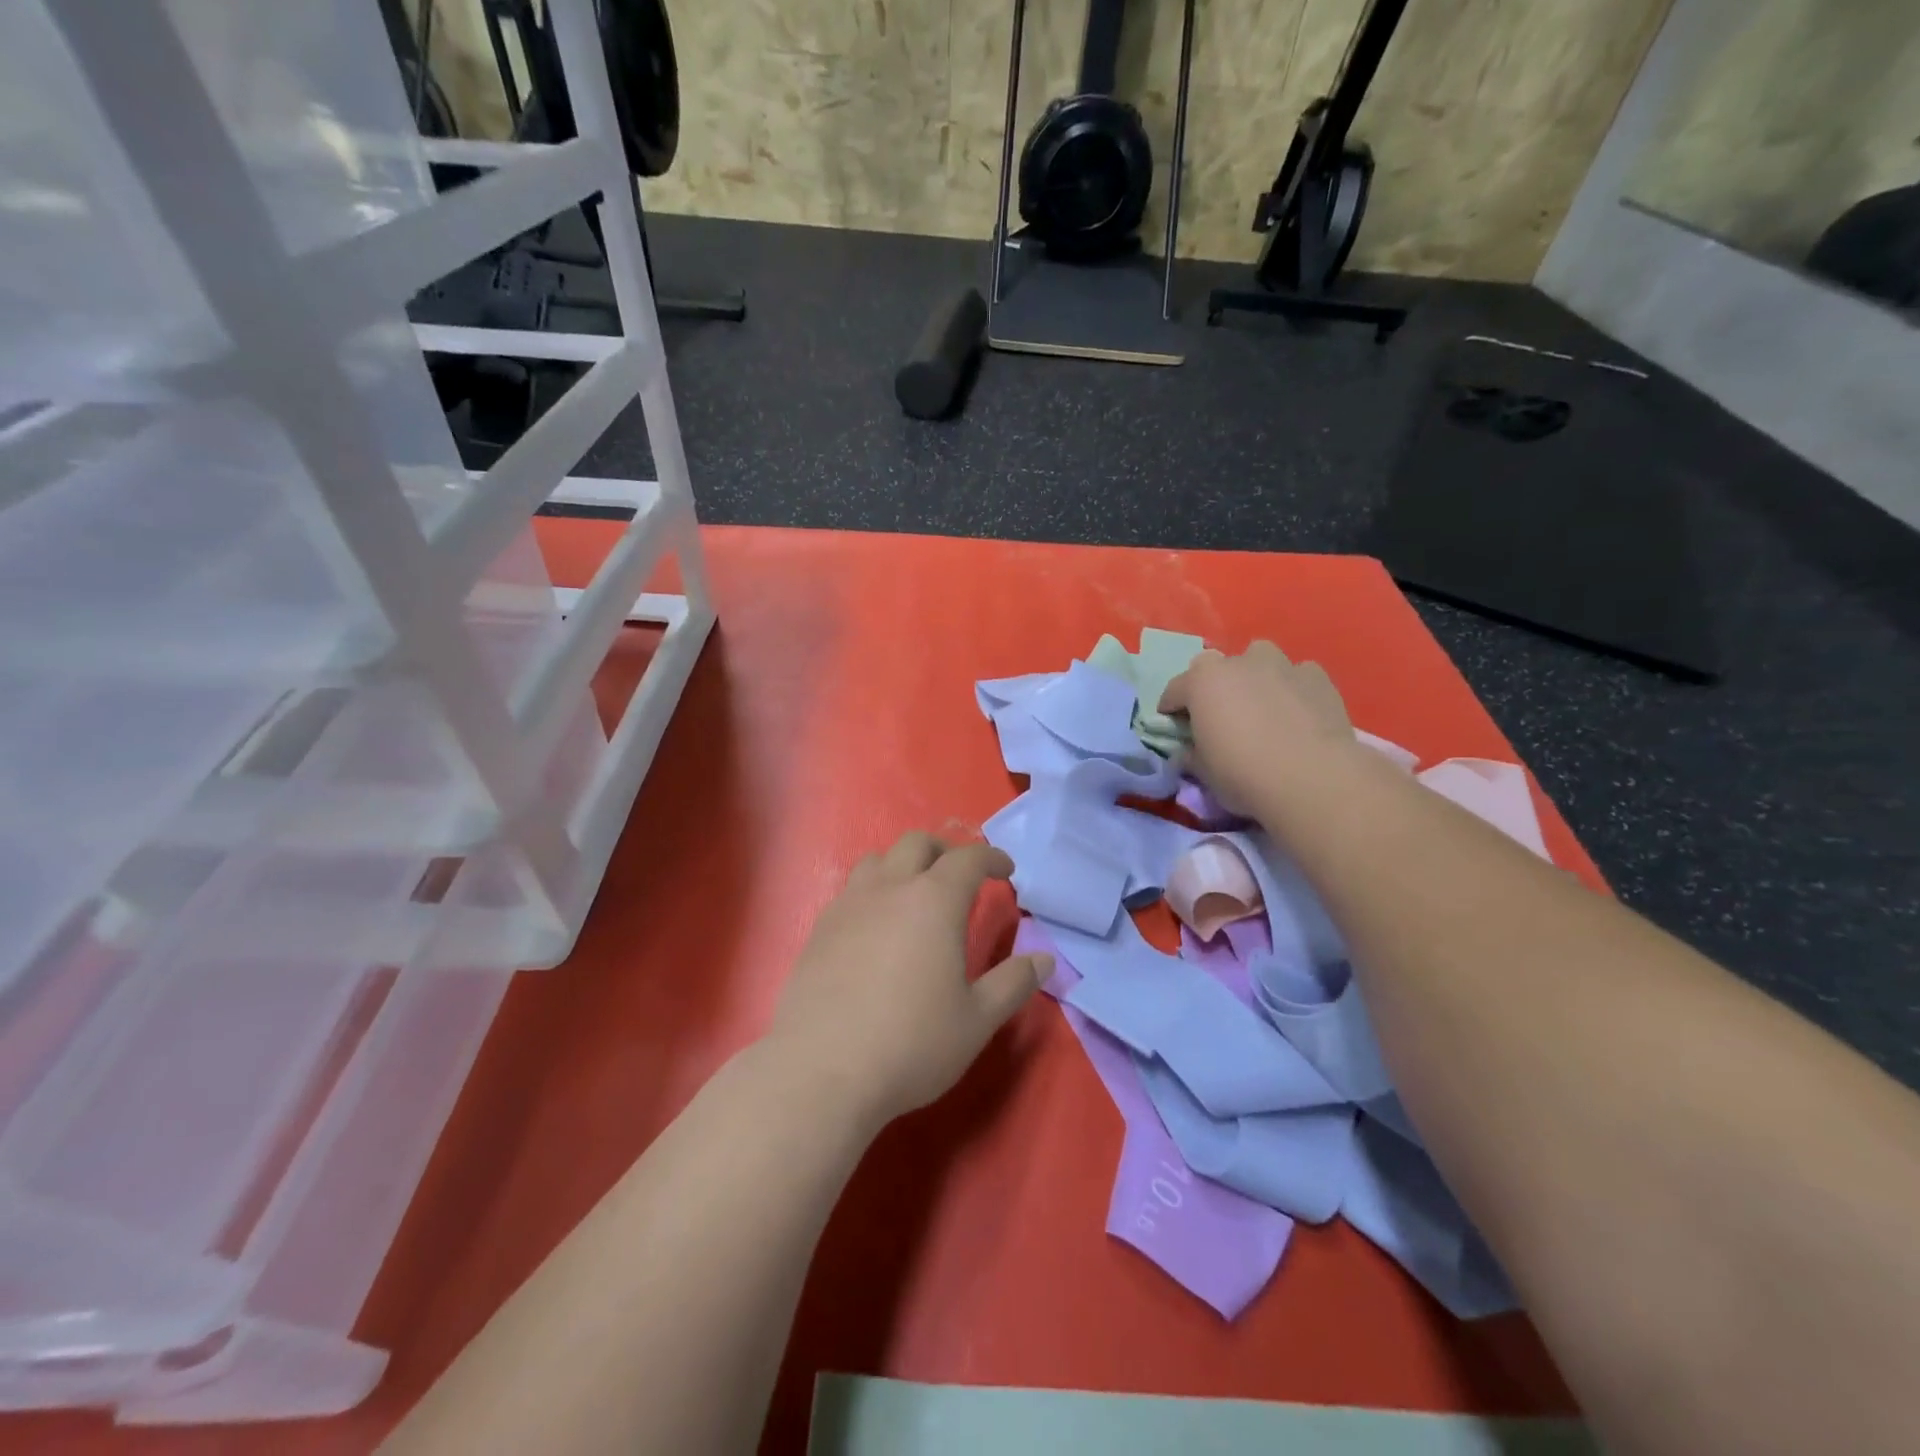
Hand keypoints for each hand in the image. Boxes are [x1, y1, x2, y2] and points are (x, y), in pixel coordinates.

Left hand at [768, 833, 1052, 1130]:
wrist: (821, 1070)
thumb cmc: (911, 1043)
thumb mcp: (977, 1020)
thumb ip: (1014, 983)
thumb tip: (1045, 959)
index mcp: (934, 901)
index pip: (968, 858)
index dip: (991, 858)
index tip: (1006, 870)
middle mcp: (890, 889)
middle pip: (918, 843)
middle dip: (945, 850)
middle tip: (961, 876)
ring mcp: (849, 905)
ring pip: (878, 859)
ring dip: (904, 864)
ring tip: (915, 893)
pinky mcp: (820, 928)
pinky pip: (851, 889)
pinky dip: (873, 890)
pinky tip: (877, 925)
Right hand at [1158, 641, 1355, 814]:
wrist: (1312, 778)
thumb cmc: (1243, 774)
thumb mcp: (1203, 772)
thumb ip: (1191, 755)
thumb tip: (1187, 753)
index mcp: (1202, 682)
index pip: (1174, 690)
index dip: (1171, 709)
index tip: (1174, 727)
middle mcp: (1239, 663)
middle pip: (1215, 666)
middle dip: (1213, 686)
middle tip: (1219, 716)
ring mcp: (1281, 666)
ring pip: (1260, 659)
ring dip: (1255, 677)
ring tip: (1261, 706)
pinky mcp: (1317, 678)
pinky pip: (1297, 675)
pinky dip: (1292, 688)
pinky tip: (1296, 711)